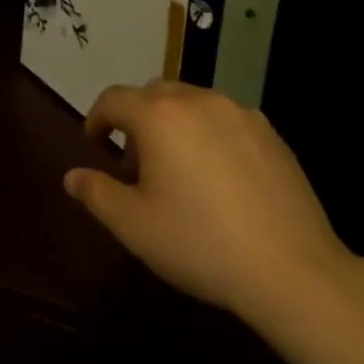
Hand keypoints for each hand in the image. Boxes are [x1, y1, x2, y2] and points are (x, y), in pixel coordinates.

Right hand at [64, 82, 360, 325]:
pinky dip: (209, 133)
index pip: (114, 99)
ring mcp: (238, 112)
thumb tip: (72, 176)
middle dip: (137, 119)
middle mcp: (197, 100)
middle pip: (153, 94)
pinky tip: (220, 177)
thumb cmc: (201, 244)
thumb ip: (97, 194)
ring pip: (192, 102)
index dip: (98, 118)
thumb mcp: (135, 227)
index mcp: (159, 116)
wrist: (291, 269)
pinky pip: (225, 119)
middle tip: (136, 163)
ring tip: (179, 169)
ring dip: (174, 123)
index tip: (95, 143)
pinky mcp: (269, 131)